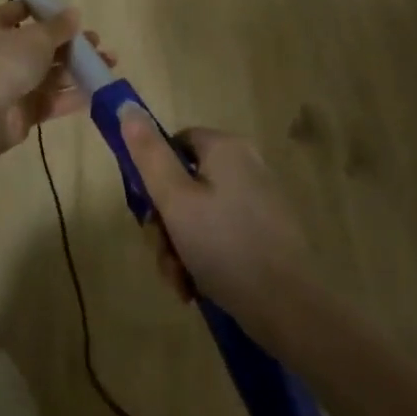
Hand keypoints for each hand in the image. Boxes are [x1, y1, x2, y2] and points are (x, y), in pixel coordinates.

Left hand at [0, 0, 111, 148]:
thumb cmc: (7, 62)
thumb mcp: (38, 37)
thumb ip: (59, 26)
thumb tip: (73, 13)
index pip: (19, 11)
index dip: (44, 11)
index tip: (71, 15)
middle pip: (40, 45)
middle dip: (70, 45)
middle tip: (96, 43)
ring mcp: (10, 83)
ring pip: (49, 73)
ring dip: (77, 69)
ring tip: (108, 64)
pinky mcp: (22, 111)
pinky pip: (50, 99)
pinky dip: (72, 95)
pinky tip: (98, 90)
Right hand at [120, 116, 313, 329]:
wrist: (289, 308)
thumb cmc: (224, 246)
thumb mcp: (175, 200)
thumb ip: (149, 154)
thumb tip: (127, 107)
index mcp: (226, 148)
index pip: (175, 144)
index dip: (153, 176)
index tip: (147, 212)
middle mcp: (246, 165)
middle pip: (185, 184)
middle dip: (166, 224)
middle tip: (163, 256)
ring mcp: (259, 200)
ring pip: (200, 215)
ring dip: (180, 247)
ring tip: (180, 282)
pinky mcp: (268, 232)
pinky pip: (222, 234)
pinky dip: (205, 257)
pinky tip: (196, 288)